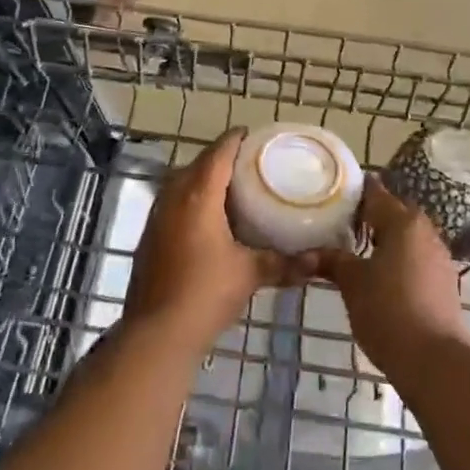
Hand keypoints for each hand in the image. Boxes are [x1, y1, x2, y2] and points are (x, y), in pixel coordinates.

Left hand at [124, 131, 307, 349]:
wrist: (157, 332)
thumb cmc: (206, 293)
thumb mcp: (250, 274)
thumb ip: (285, 263)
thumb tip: (319, 262)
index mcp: (198, 194)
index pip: (219, 151)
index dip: (238, 139)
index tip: (257, 138)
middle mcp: (174, 196)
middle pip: (199, 163)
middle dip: (223, 159)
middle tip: (251, 165)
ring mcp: (157, 215)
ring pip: (182, 183)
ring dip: (205, 180)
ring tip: (234, 190)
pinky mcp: (150, 235)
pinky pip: (174, 203)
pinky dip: (192, 201)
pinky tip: (210, 221)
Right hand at [315, 181, 469, 379]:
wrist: (436, 362)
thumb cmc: (389, 312)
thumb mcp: (352, 283)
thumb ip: (332, 261)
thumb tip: (306, 253)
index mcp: (402, 221)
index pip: (375, 192)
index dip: (353, 191)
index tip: (331, 193)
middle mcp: (425, 231)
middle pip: (394, 212)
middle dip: (368, 216)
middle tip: (339, 224)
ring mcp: (439, 256)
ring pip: (406, 236)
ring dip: (384, 238)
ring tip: (356, 250)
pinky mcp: (444, 281)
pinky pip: (416, 257)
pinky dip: (398, 258)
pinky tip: (380, 276)